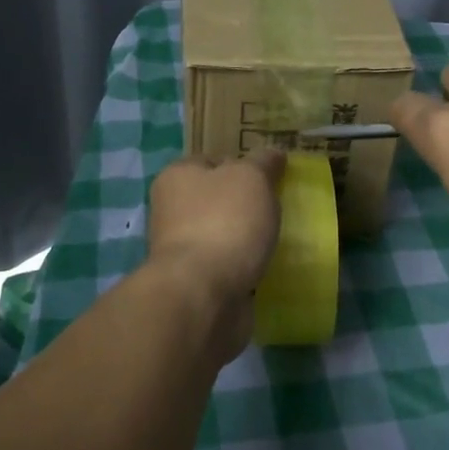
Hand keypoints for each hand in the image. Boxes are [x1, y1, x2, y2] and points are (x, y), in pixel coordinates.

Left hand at [145, 150, 285, 360]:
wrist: (203, 294)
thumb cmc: (224, 222)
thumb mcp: (251, 178)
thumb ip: (263, 163)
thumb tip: (273, 155)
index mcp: (177, 176)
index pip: (211, 160)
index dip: (240, 164)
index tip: (269, 177)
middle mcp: (171, 210)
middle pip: (216, 198)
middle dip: (244, 204)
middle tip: (277, 208)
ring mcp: (181, 249)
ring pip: (221, 234)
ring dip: (244, 238)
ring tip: (277, 240)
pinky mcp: (194, 283)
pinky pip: (226, 266)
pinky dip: (243, 267)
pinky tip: (265, 268)